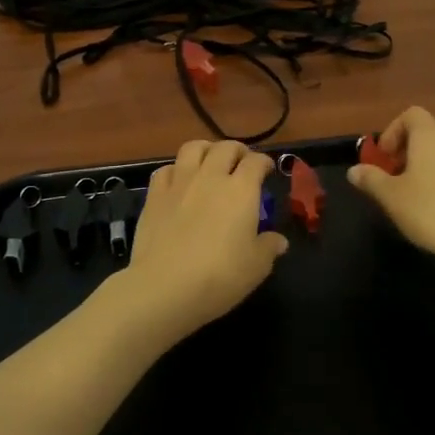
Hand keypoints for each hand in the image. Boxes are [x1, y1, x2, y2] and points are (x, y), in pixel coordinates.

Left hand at [109, 139, 287, 348]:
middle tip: (241, 163)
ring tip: (210, 161)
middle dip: (237, 150)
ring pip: (193, 148)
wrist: (164, 286)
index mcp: (241, 190)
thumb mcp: (256, 267)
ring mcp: (180, 182)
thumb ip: (269, 247)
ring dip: (206, 150)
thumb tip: (279, 240)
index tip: (267, 170)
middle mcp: (211, 177)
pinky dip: (176, 170)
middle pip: (225, 147)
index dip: (264, 162)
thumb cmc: (219, 276)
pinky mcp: (155, 195)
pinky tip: (179, 182)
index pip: (256, 162)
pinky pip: (166, 169)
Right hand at [349, 107, 434, 267]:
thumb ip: (371, 179)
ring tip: (413, 200)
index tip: (384, 157)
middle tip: (393, 181)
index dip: (393, 131)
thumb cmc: (430, 210)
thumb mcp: (391, 196)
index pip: (411, 115)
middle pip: (427, 136)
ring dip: (425, 169)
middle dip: (406, 154)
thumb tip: (355, 170)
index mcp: (430, 136)